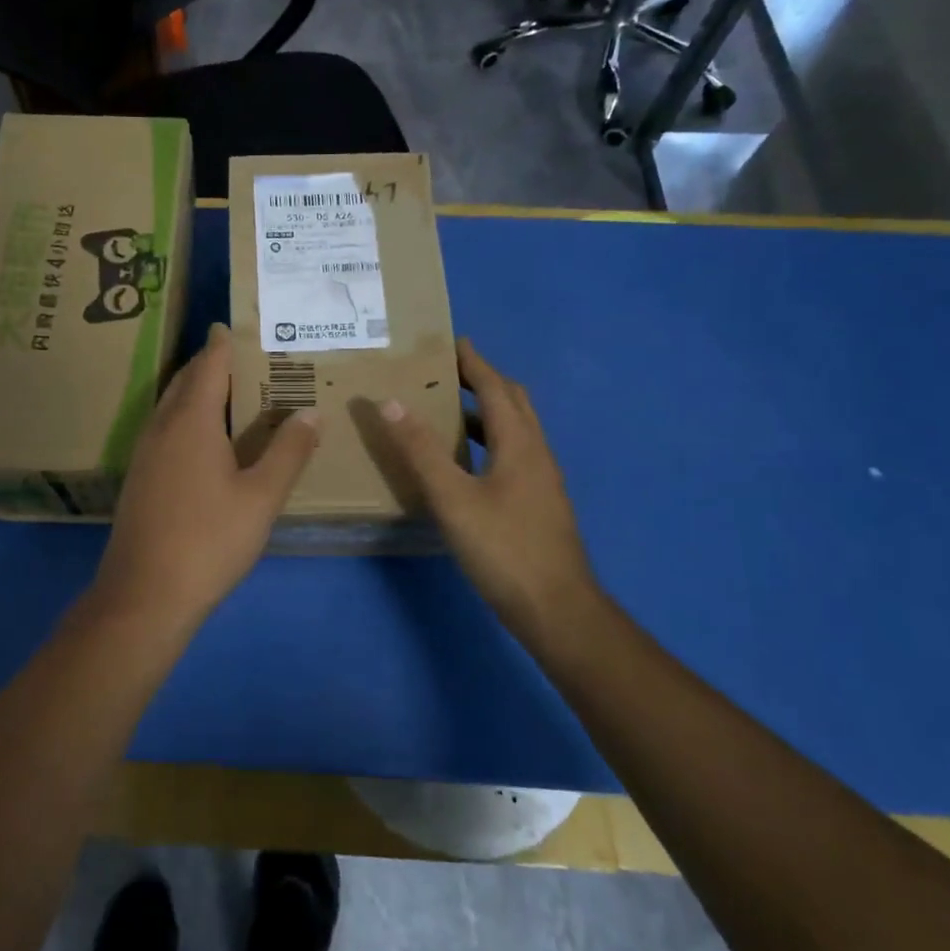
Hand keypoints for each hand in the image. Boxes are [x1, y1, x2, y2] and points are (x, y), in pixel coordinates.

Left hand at [95, 323, 319, 619]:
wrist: (144, 594)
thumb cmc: (209, 540)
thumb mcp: (261, 498)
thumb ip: (288, 452)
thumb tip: (310, 413)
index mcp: (192, 421)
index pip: (209, 366)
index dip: (223, 343)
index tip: (235, 325)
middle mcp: (162, 427)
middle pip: (186, 381)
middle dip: (209, 363)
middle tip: (240, 354)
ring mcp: (145, 452)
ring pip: (171, 405)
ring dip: (195, 390)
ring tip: (227, 390)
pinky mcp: (139, 477)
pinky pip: (164, 428)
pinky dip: (185, 416)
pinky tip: (203, 439)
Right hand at [376, 339, 600, 634]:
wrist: (557, 610)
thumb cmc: (504, 549)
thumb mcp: (453, 498)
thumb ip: (421, 450)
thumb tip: (391, 401)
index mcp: (519, 443)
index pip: (495, 388)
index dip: (474, 362)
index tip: (452, 340)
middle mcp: (537, 453)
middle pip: (513, 402)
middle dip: (483, 380)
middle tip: (447, 371)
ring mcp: (542, 481)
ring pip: (515, 431)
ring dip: (486, 412)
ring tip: (448, 411)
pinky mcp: (539, 504)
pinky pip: (514, 455)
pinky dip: (489, 441)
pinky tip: (467, 464)